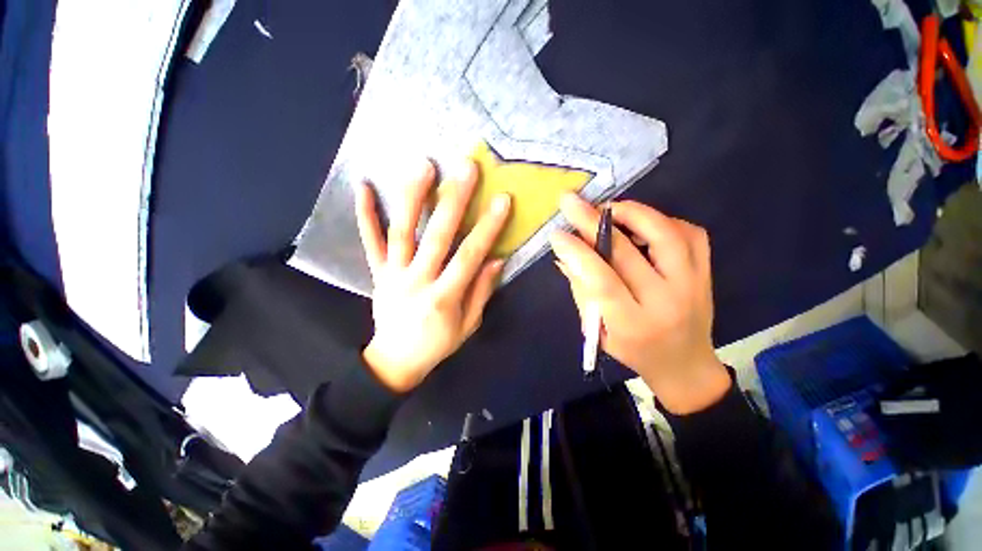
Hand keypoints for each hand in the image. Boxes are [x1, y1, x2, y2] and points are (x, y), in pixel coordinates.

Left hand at [355, 159, 510, 392]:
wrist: (395, 361)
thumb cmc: (437, 344)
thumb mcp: (468, 325)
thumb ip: (481, 292)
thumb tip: (496, 260)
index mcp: (444, 297)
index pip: (469, 257)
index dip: (487, 228)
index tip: (501, 200)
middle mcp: (417, 281)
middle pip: (436, 237)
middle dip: (453, 201)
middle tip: (466, 168)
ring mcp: (393, 274)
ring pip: (402, 231)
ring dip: (412, 197)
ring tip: (424, 165)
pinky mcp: (377, 273)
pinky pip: (370, 241)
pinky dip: (366, 214)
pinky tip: (364, 186)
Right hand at [549, 194, 729, 413]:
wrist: (685, 364)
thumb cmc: (633, 351)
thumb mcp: (597, 330)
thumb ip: (581, 290)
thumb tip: (564, 255)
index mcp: (633, 323)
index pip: (601, 280)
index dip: (577, 253)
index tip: (557, 234)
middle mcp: (666, 301)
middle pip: (627, 251)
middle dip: (592, 221)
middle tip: (570, 201)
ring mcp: (693, 284)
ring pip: (665, 233)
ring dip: (632, 212)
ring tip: (608, 208)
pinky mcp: (707, 272)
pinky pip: (690, 233)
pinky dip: (662, 220)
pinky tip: (642, 224)